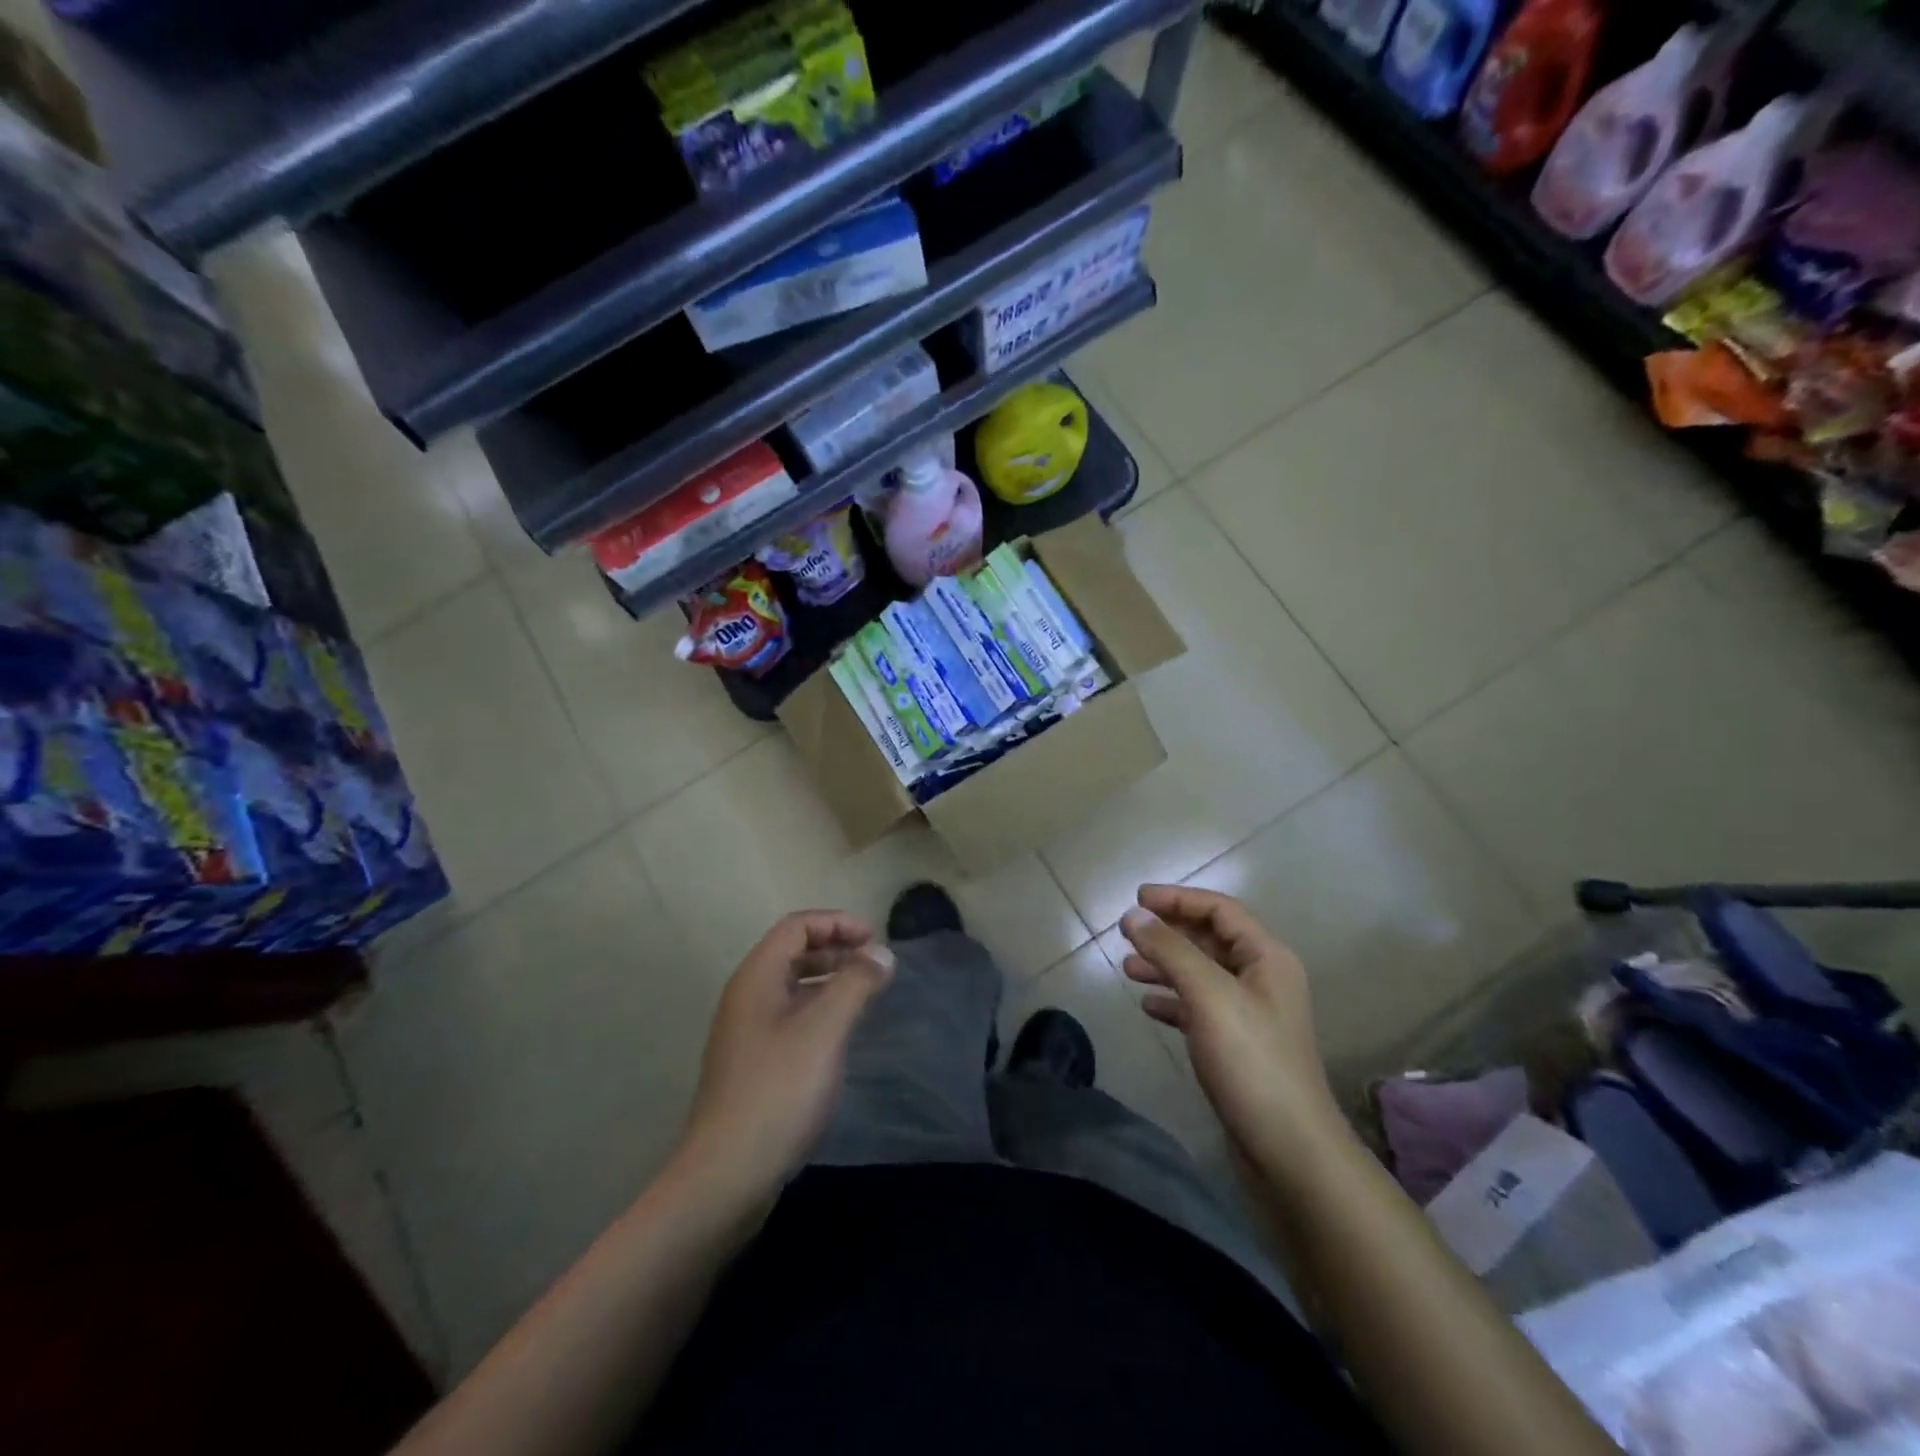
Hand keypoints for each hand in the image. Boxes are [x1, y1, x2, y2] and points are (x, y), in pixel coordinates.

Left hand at [675, 911, 893, 1200]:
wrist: (726, 1174)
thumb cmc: (778, 1091)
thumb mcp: (824, 1030)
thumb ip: (856, 984)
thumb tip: (882, 953)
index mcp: (757, 978)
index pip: (796, 926)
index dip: (837, 923)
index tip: (875, 940)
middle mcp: (746, 997)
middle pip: (792, 952)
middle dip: (835, 948)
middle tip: (874, 964)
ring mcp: (746, 1032)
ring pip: (792, 986)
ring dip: (829, 979)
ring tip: (865, 993)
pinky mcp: (752, 1064)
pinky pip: (789, 1017)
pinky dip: (818, 1009)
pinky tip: (840, 1034)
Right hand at [1119, 886, 1342, 1172]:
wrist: (1288, 1149)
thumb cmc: (1251, 1061)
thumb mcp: (1208, 995)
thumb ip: (1170, 950)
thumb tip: (1134, 914)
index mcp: (1266, 957)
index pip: (1219, 910)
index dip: (1177, 899)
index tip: (1136, 899)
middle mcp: (1262, 979)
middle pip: (1209, 939)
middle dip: (1167, 933)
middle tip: (1125, 933)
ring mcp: (1250, 1013)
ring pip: (1201, 974)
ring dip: (1165, 965)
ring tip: (1127, 969)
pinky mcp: (1237, 1045)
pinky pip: (1199, 1007)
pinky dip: (1173, 1000)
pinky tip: (1148, 1006)